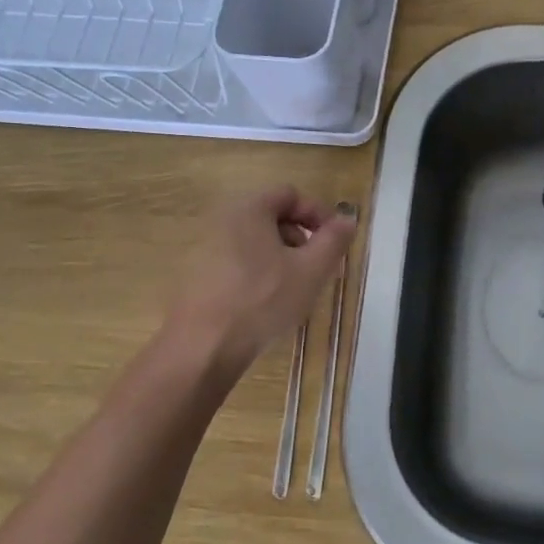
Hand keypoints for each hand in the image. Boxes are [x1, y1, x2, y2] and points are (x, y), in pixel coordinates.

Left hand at [167, 186, 356, 372]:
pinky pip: (238, 263)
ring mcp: (205, 248)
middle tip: (317, 270)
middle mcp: (222, 220)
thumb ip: (334, 240)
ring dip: (282, 259)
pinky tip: (267, 305)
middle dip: (302, 240)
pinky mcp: (196, 276)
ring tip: (294, 292)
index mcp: (249, 209)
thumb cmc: (261, 301)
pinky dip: (259, 274)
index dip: (318, 215)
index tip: (334, 244)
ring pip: (256, 243)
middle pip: (273, 217)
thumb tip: (346, 219)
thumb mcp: (311, 270)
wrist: (201, 349)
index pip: (291, 194)